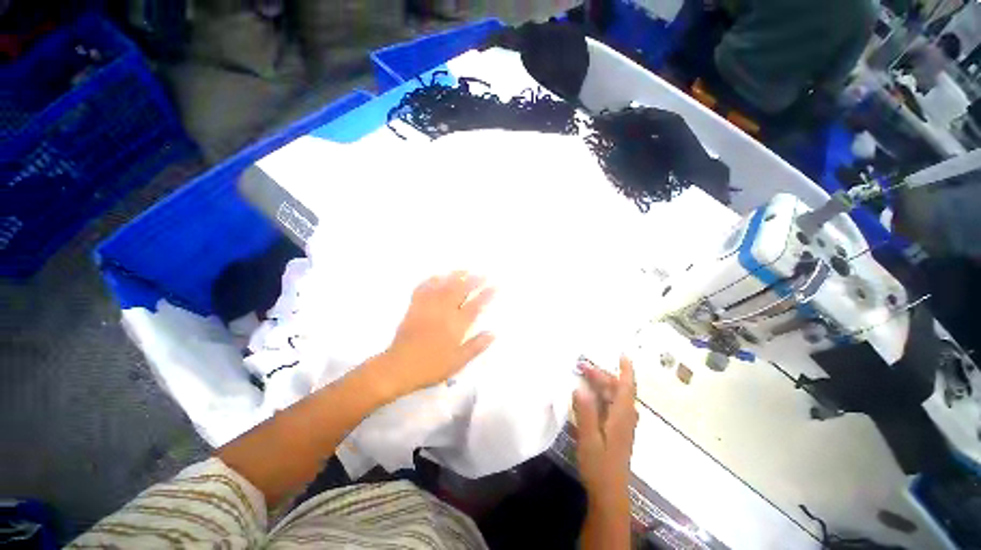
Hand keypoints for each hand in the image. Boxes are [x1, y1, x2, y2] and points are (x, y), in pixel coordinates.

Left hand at [377, 271, 495, 397]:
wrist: (399, 367)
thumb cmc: (431, 366)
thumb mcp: (458, 362)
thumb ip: (476, 346)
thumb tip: (492, 334)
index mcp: (456, 325)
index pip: (475, 306)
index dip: (486, 295)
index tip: (494, 286)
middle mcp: (444, 312)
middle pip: (460, 291)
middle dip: (473, 281)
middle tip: (482, 274)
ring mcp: (428, 308)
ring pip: (443, 286)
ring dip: (454, 276)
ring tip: (464, 270)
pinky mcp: (414, 308)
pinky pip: (423, 290)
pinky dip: (430, 281)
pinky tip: (436, 276)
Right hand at [573, 355, 638, 502]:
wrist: (609, 493)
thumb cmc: (600, 466)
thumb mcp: (589, 439)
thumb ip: (585, 412)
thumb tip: (579, 387)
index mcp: (621, 417)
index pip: (627, 387)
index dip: (626, 370)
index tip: (622, 354)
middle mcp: (625, 418)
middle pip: (617, 390)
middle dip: (602, 375)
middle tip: (581, 367)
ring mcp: (622, 425)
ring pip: (614, 398)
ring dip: (601, 385)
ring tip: (583, 377)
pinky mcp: (617, 432)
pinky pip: (611, 406)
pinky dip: (601, 396)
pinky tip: (588, 397)